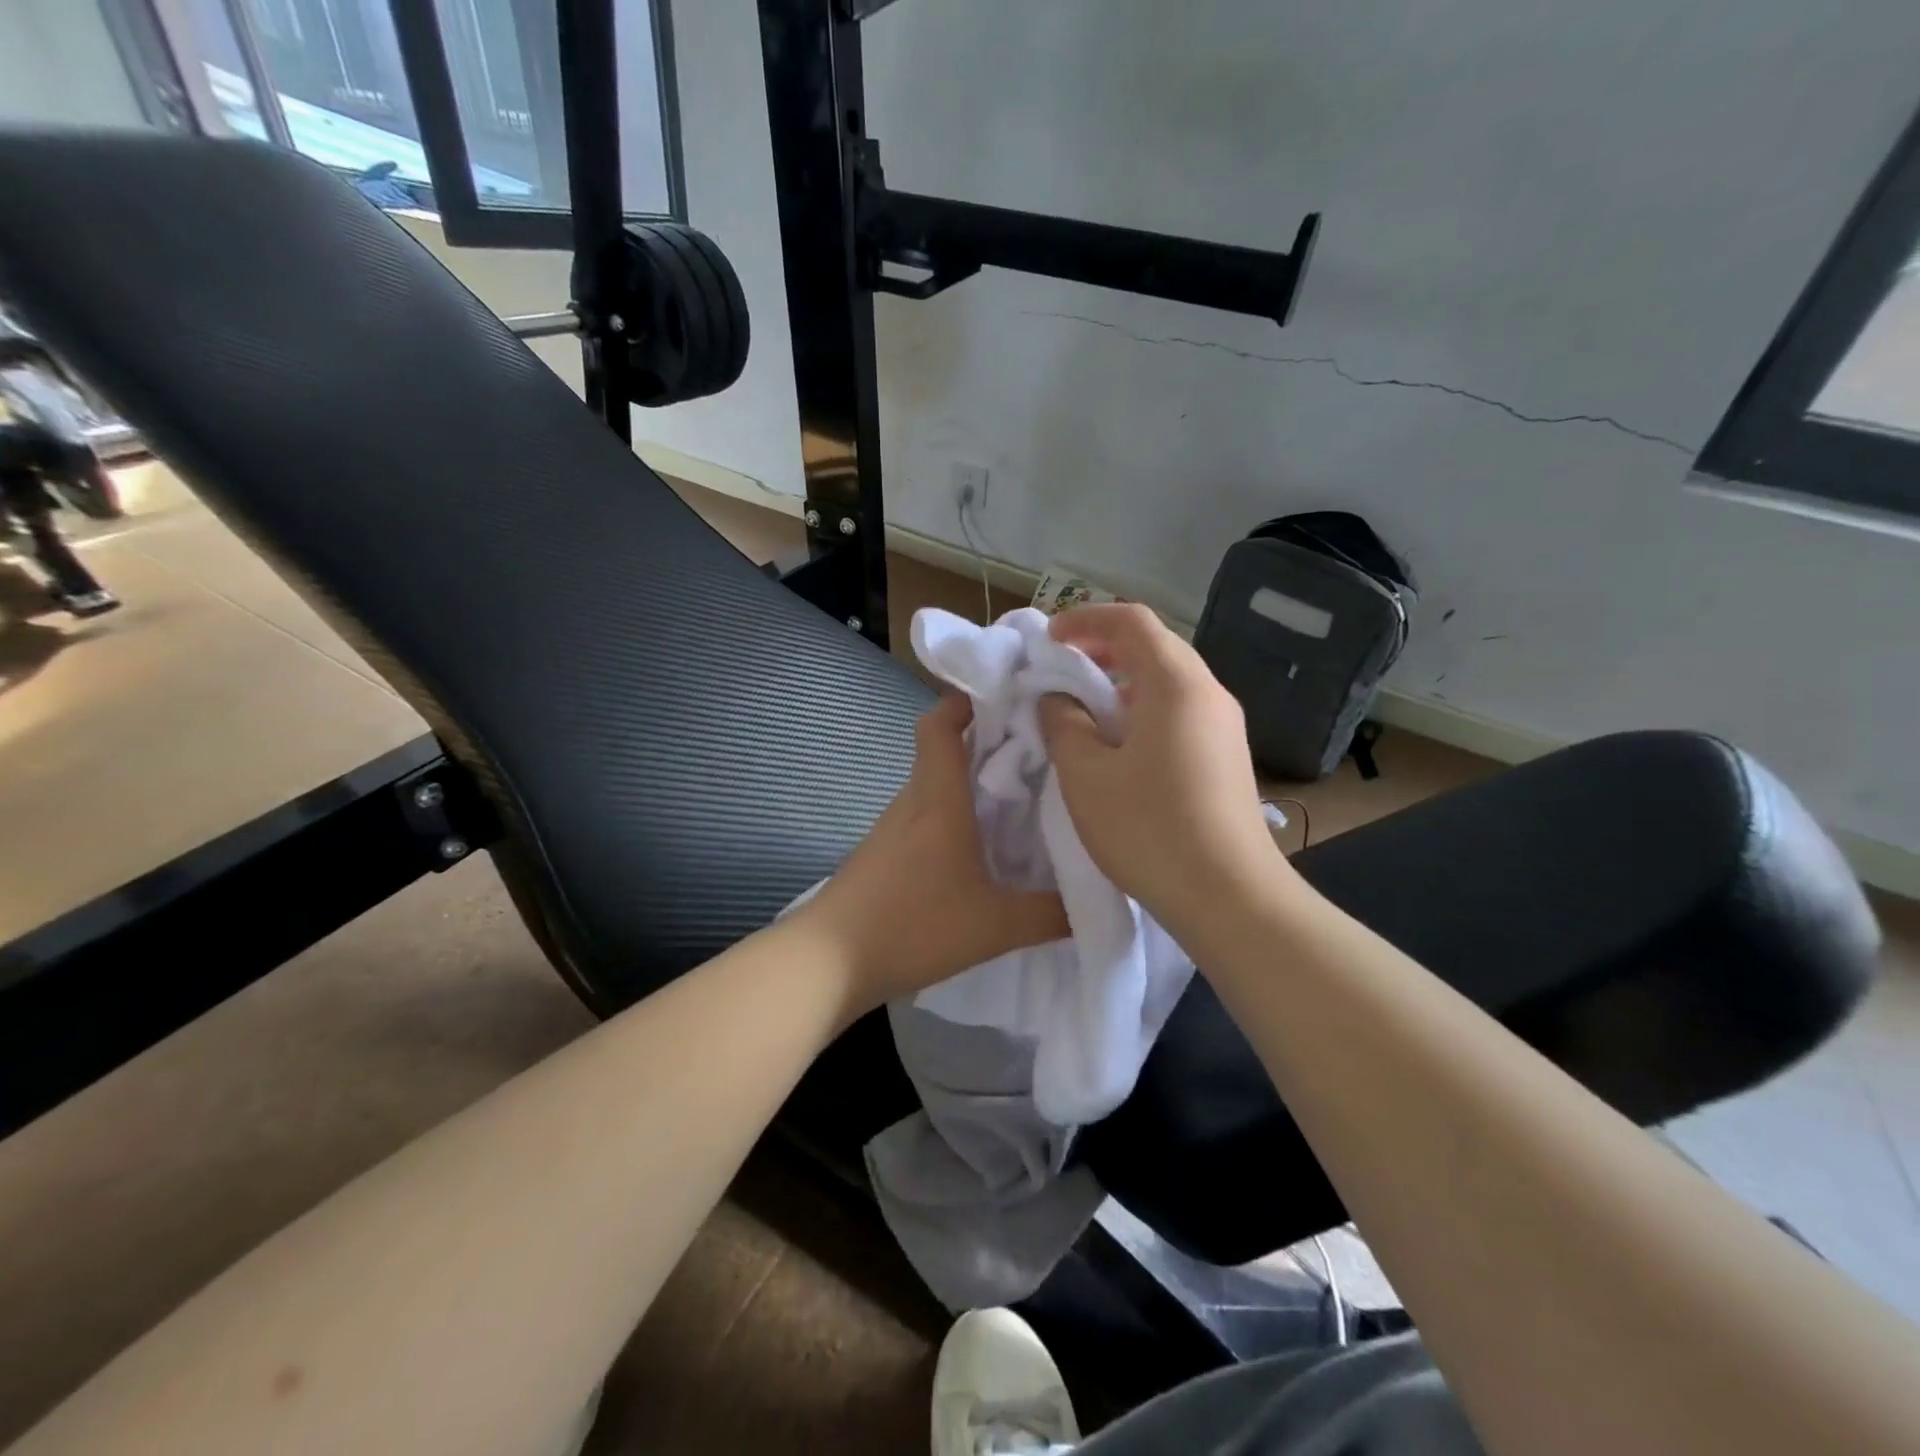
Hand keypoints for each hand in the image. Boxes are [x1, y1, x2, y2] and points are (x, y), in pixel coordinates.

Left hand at [798, 695, 1068, 1014]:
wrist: (827, 963)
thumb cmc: (912, 926)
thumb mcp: (994, 926)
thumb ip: (1049, 914)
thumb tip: (1095, 901)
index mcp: (938, 798)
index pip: (940, 723)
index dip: (968, 700)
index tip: (1009, 697)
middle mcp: (913, 802)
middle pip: (943, 750)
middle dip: (987, 741)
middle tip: (1038, 750)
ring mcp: (893, 828)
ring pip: (935, 785)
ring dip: (971, 781)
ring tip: (1021, 796)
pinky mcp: (884, 853)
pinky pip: (925, 816)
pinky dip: (954, 815)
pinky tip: (981, 847)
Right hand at [1038, 604, 1292, 936]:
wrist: (1230, 897)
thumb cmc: (1149, 828)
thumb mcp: (1086, 775)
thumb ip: (1063, 724)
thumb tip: (1059, 700)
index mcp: (1176, 684)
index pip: (1132, 621)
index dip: (1085, 619)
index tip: (1049, 640)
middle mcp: (1209, 694)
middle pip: (1155, 647)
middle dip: (1103, 650)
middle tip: (1062, 671)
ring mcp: (1224, 727)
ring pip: (1168, 682)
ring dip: (1123, 684)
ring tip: (1085, 713)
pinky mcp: (1227, 758)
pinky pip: (1181, 713)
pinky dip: (1143, 712)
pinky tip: (1120, 749)